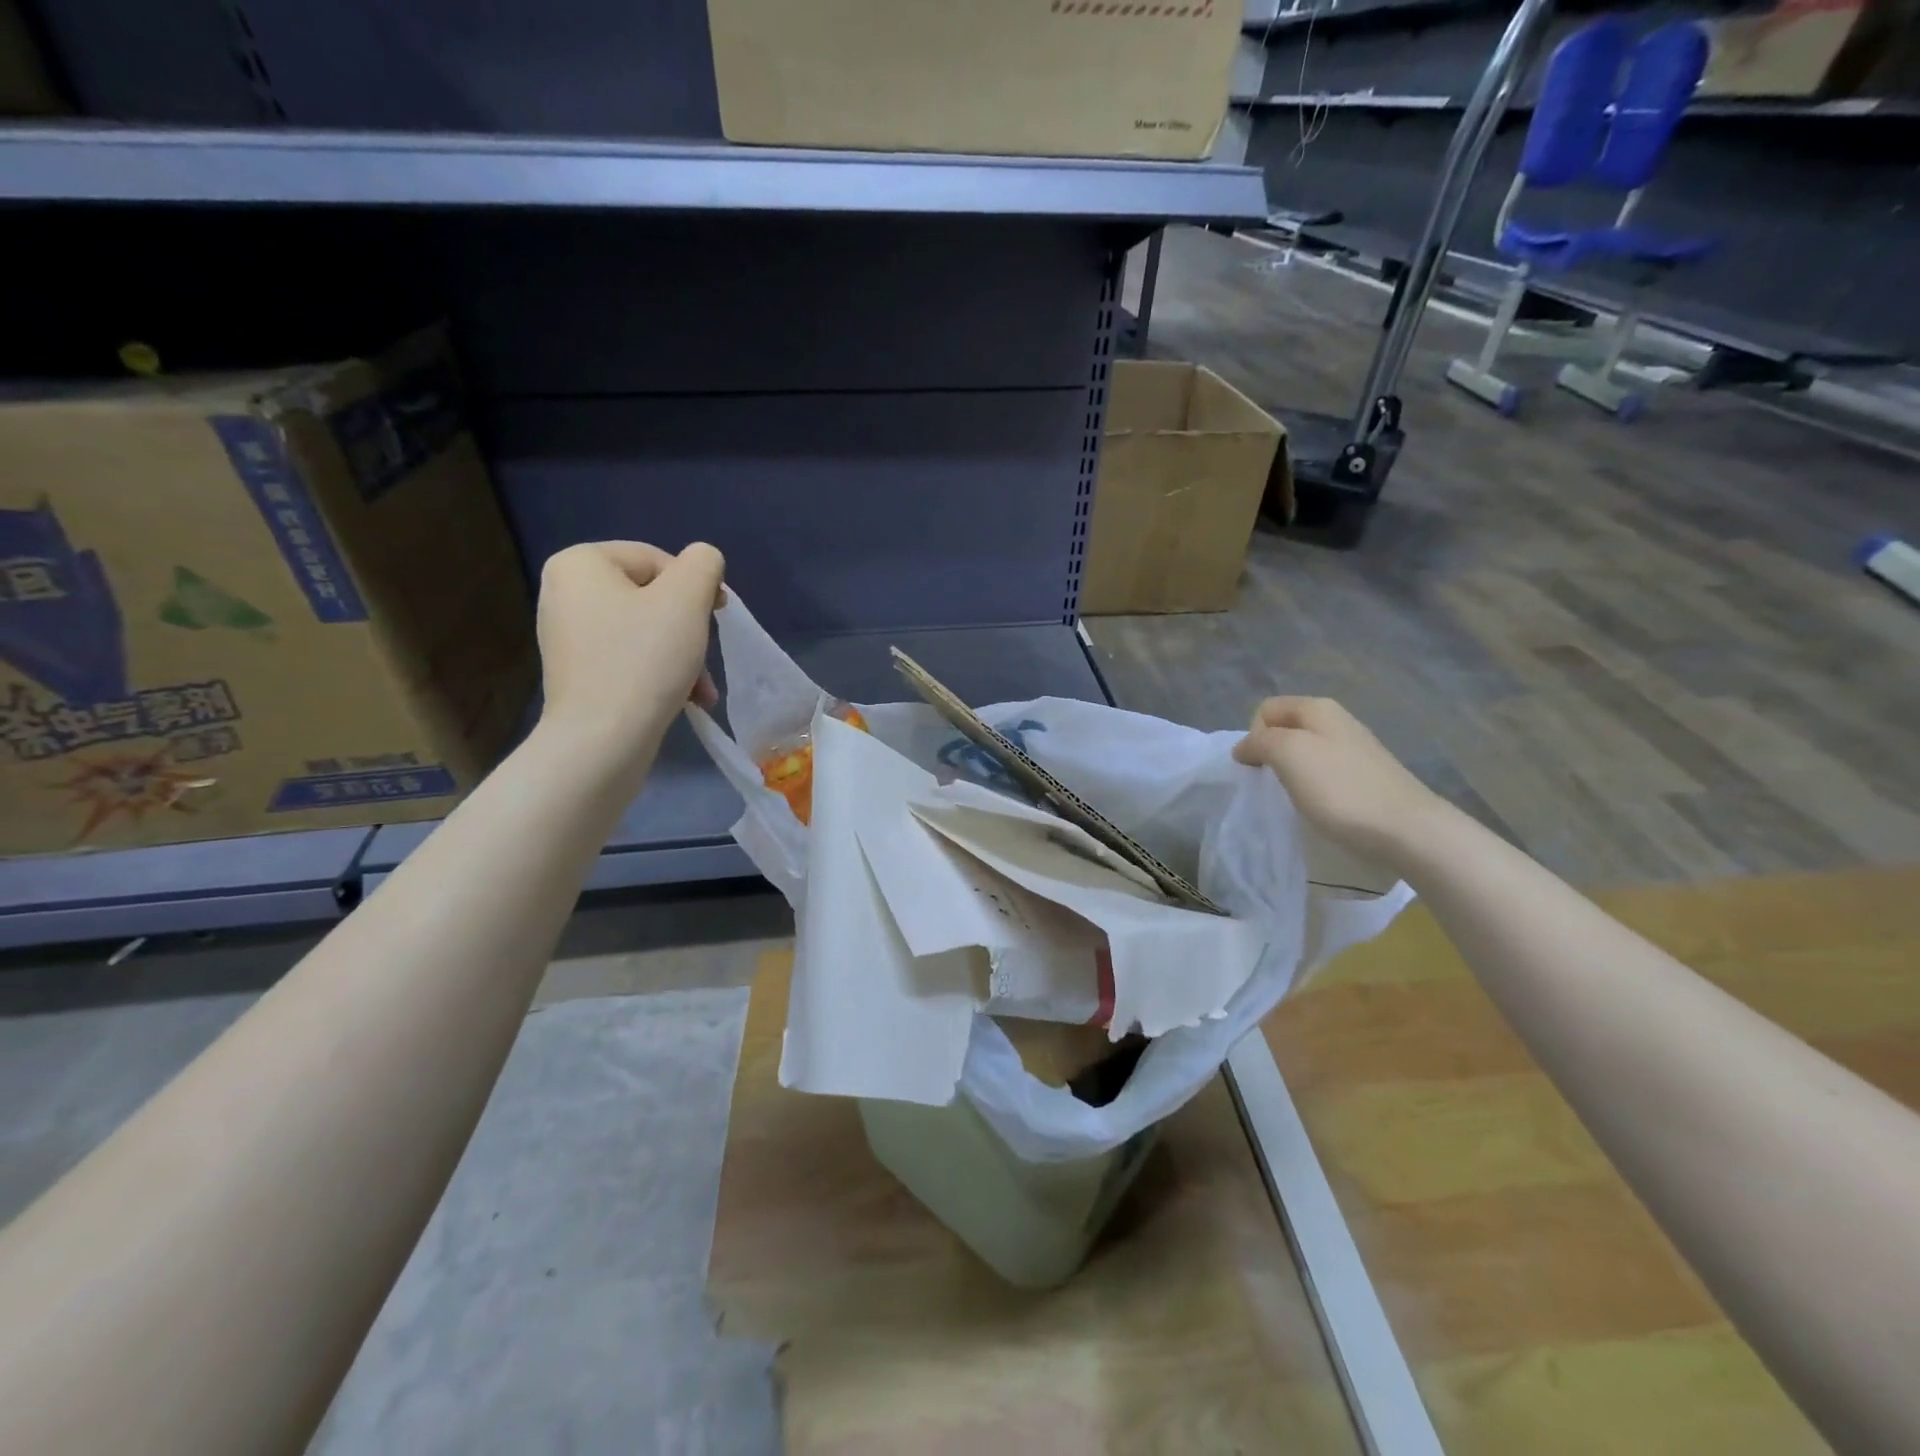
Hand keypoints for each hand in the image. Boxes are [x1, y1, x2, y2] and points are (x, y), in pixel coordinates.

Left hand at [534, 541, 725, 768]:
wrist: (602, 741)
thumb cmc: (644, 660)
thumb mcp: (687, 599)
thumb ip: (703, 564)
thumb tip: (704, 562)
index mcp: (579, 563)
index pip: (657, 559)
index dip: (695, 588)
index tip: (714, 620)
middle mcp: (563, 592)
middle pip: (652, 597)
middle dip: (689, 628)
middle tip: (706, 657)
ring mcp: (567, 636)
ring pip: (645, 631)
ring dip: (682, 656)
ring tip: (702, 689)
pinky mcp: (577, 673)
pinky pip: (628, 658)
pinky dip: (659, 673)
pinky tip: (684, 698)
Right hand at [1232, 696, 1447, 865]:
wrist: (1407, 830)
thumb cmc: (1340, 788)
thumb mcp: (1288, 753)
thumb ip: (1259, 742)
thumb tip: (1245, 748)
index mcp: (1317, 708)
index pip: (1265, 710)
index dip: (1254, 736)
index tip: (1261, 766)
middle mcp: (1337, 721)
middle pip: (1285, 729)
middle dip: (1271, 754)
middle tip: (1275, 783)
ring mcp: (1354, 749)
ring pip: (1303, 752)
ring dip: (1291, 773)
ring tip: (1297, 797)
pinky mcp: (1364, 777)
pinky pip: (1323, 773)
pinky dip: (1312, 788)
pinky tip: (1320, 806)